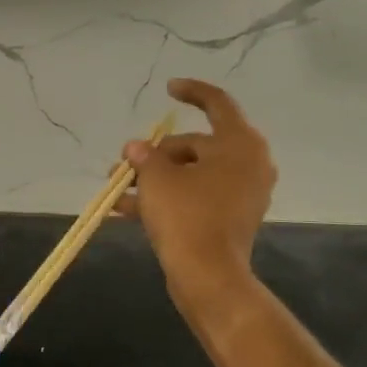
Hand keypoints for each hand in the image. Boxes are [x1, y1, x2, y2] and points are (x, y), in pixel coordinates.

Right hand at [118, 78, 274, 305]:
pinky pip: (196, 197)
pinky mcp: (231, 218)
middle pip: (197, 144)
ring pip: (192, 174)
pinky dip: (168, 198)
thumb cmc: (186, 216)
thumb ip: (145, 156)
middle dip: (157, 153)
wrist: (208, 277)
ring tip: (118, 188)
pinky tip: (127, 209)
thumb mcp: (157, 178)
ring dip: (156, 178)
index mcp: (239, 144)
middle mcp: (248, 163)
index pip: (217, 103)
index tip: (167, 89)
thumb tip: (136, 149)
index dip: (191, 92)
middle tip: (126, 163)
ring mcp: (242, 193)